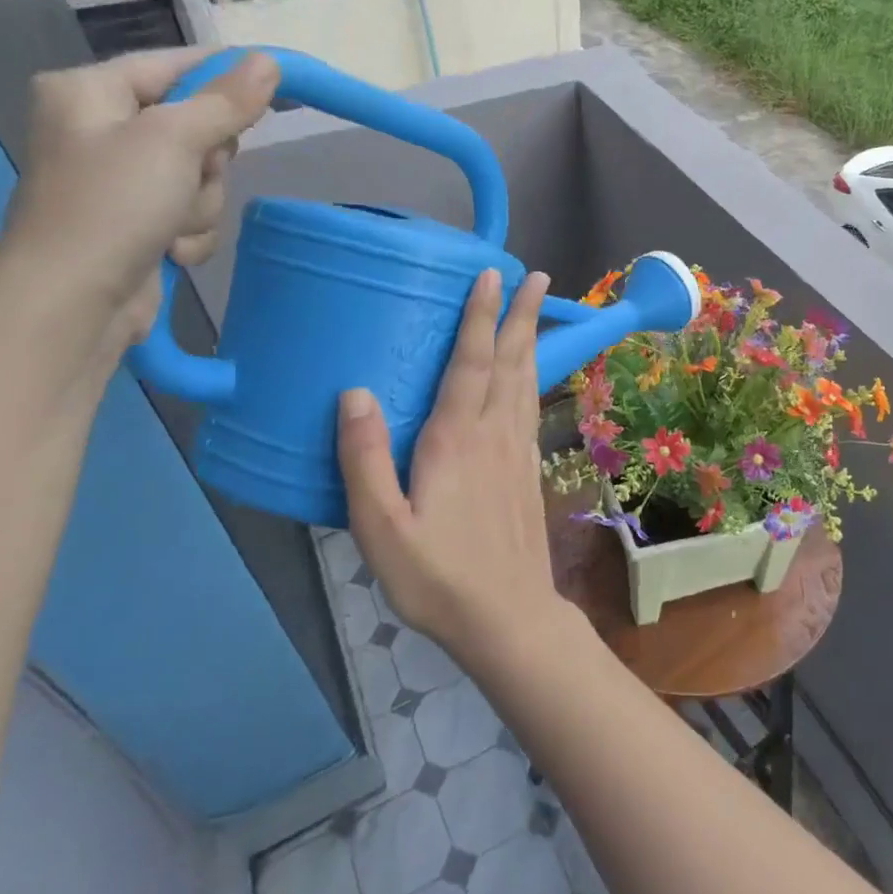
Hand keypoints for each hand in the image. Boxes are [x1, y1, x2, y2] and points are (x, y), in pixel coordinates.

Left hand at [0, 49, 276, 360]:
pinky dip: (190, 233)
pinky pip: (190, 212)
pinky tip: (170, 251)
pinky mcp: (137, 221)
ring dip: (201, 205)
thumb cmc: (113, 205)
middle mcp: (101, 128)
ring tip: (172, 226)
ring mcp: (121, 180)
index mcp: (91, 91)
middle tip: (193, 175)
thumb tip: (268, 62)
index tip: (277, 84)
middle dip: (207, 163)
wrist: (75, 301)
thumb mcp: (174, 142)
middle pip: (197, 127)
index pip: (176, 65)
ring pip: (201, 177)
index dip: (227, 75)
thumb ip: (225, 102)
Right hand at [337, 269, 570, 665]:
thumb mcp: (381, 528)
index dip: (480, 316)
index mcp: (457, 440)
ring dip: (530, 342)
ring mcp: (518, 454)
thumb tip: (354, 393)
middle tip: (537, 276)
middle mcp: (495, 436)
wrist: (508, 618)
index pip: (471, 363)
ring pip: (526, 383)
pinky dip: (531, 381)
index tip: (492, 275)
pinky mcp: (528, 474)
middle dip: (521, 315)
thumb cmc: (438, 578)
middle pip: (510, 362)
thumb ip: (363, 461)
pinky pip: (531, 410)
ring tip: (537, 311)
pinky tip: (529, 381)